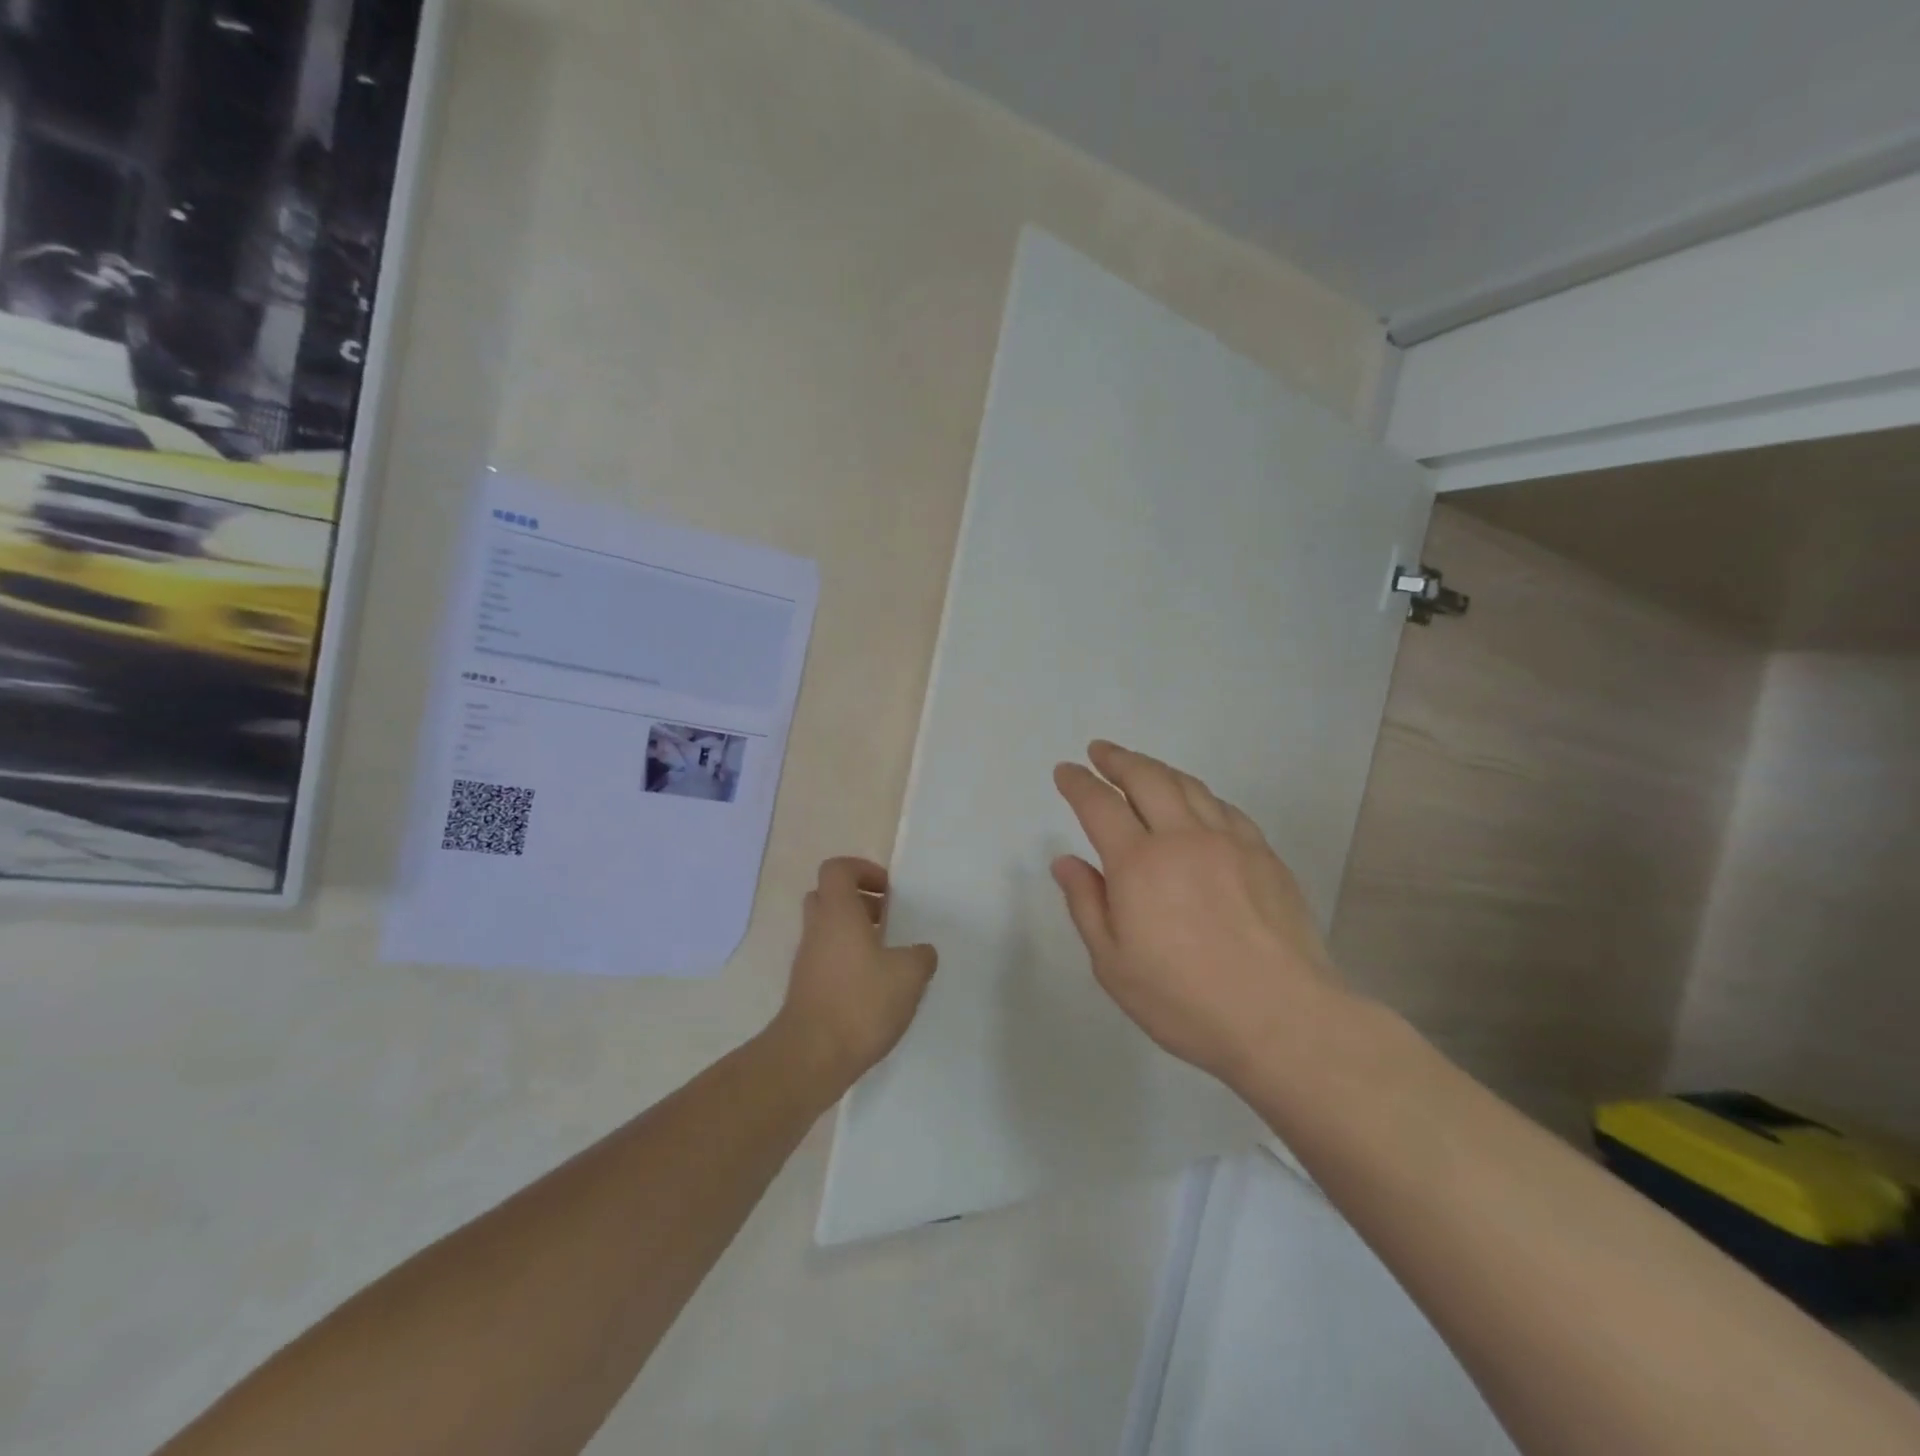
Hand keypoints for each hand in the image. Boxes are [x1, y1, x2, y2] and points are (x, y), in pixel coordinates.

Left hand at [770, 857, 937, 1092]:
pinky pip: (827, 960)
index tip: (888, 890)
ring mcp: (807, 960)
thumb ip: (920, 956)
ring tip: (889, 958)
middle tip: (888, 919)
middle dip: (859, 902)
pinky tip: (876, 988)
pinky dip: (849, 962)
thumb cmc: (860, 1002)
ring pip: (828, 930)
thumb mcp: (908, 975)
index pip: (837, 869)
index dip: (862, 870)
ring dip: (855, 934)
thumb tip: (921, 952)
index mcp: (838, 913)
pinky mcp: (806, 989)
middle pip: (829, 897)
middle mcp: (817, 929)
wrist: (810, 1057)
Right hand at [1051, 741, 1350, 1089]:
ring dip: (1157, 769)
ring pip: (1188, 786)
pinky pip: (1224, 808)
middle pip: (1145, 778)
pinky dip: (1199, 794)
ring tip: (1140, 767)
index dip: (1078, 783)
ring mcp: (1229, 842)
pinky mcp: (1264, 855)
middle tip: (1100, 752)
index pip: (1099, 805)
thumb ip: (1087, 905)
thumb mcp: (1114, 965)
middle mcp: (1182, 838)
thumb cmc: (1185, 1001)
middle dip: (1117, 759)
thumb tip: (1065, 861)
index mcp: (1139, 864)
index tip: (1066, 772)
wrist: (1283, 1019)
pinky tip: (1195, 802)